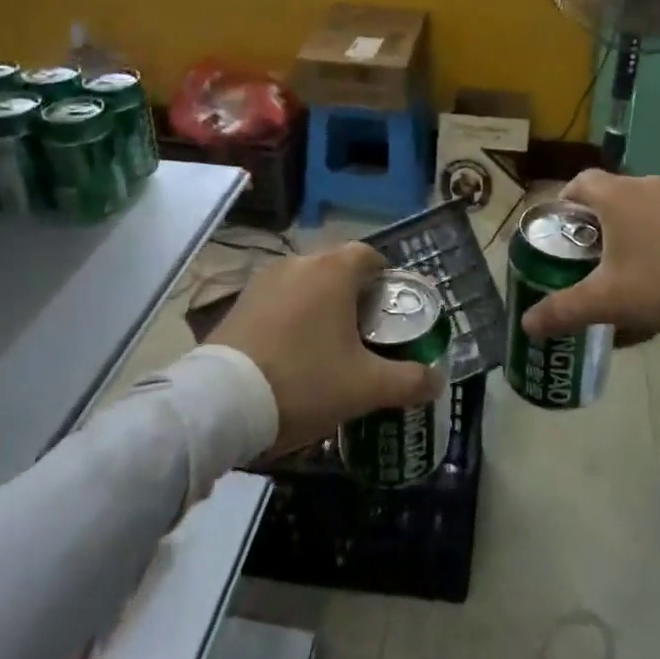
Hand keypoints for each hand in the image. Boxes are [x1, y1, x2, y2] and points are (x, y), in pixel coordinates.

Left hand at [209, 243, 441, 452]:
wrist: (220, 403)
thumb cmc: (303, 382)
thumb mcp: (364, 388)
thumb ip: (407, 381)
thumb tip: (438, 380)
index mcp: (333, 271)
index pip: (369, 255)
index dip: (385, 277)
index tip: (391, 307)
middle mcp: (298, 263)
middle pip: (336, 267)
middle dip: (353, 292)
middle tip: (364, 330)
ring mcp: (263, 280)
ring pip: (304, 282)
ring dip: (319, 302)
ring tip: (327, 342)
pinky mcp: (238, 302)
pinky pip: (277, 298)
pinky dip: (290, 314)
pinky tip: (291, 350)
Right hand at [521, 171, 659, 348]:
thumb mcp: (608, 302)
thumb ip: (564, 310)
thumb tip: (526, 325)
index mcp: (617, 195)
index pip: (578, 183)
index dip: (563, 205)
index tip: (558, 235)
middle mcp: (645, 186)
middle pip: (607, 196)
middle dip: (592, 227)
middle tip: (584, 260)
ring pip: (638, 210)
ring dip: (625, 234)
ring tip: (620, 272)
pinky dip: (654, 241)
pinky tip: (659, 276)